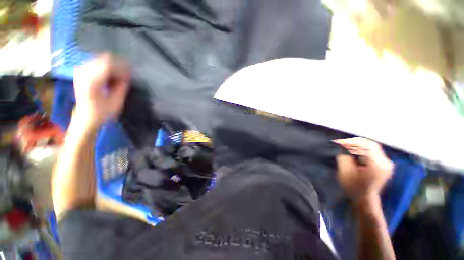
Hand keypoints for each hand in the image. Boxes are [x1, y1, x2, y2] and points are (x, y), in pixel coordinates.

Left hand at [73, 54, 129, 128]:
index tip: (130, 74)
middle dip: (117, 67)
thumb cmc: (102, 112)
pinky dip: (104, 68)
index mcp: (91, 82)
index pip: (108, 65)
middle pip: (103, 60)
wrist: (85, 117)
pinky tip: (109, 76)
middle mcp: (83, 74)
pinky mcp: (80, 73)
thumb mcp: (116, 102)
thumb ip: (122, 87)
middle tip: (125, 76)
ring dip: (111, 67)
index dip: (122, 68)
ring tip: (117, 77)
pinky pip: (95, 63)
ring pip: (99, 60)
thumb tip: (127, 76)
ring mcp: (80, 72)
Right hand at [334, 137, 393, 200]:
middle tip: (342, 144)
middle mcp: (385, 163)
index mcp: (377, 165)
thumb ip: (344, 156)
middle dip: (355, 143)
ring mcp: (386, 164)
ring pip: (372, 148)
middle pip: (370, 145)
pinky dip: (363, 151)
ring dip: (358, 146)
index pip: (367, 145)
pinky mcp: (384, 166)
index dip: (352, 141)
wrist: (364, 200)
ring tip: (346, 147)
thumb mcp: (345, 171)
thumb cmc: (354, 187)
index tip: (340, 142)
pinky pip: (374, 153)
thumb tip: (342, 145)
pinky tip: (354, 152)